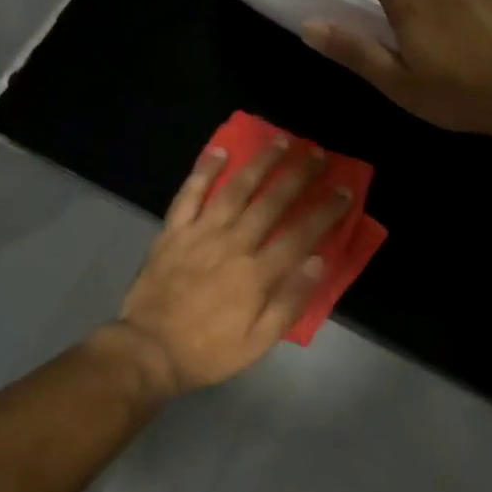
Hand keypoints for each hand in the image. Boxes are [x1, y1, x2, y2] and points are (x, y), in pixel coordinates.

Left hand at [115, 136, 352, 394]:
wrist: (147, 351)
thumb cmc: (208, 351)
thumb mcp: (258, 342)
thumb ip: (290, 302)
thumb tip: (319, 261)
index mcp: (256, 274)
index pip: (300, 234)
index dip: (325, 211)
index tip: (344, 190)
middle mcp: (232, 244)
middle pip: (272, 202)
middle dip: (298, 175)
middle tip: (317, 154)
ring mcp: (200, 234)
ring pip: (235, 189)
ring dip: (260, 163)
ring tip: (280, 141)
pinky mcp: (173, 232)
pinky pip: (189, 194)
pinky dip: (204, 171)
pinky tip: (219, 150)